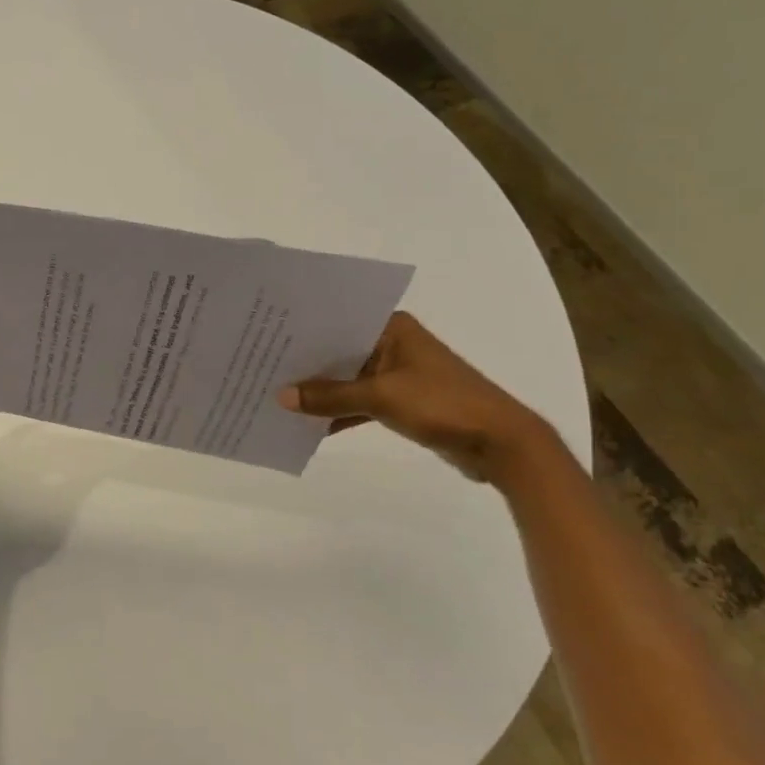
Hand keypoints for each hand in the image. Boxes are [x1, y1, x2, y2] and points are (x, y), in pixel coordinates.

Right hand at [278, 311, 556, 484]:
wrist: (500, 444)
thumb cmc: (442, 404)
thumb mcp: (381, 397)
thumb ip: (331, 397)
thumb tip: (282, 397)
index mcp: (391, 327)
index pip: (337, 321)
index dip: (303, 331)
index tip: (267, 337)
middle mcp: (392, 344)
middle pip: (339, 350)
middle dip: (306, 364)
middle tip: (263, 368)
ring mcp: (397, 373)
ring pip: (348, 378)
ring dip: (322, 392)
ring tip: (278, 397)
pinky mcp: (402, 401)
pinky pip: (360, 401)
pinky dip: (340, 412)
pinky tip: (310, 426)